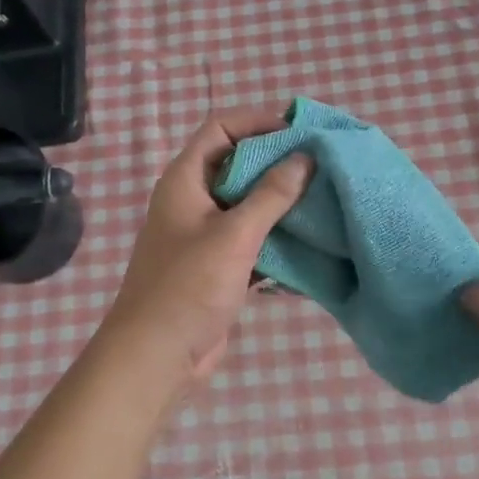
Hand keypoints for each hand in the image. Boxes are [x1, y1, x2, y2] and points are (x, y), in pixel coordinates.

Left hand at [101, 109, 312, 386]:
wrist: (156, 356)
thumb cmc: (189, 286)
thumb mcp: (234, 235)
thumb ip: (271, 195)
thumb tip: (305, 158)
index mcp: (184, 181)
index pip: (220, 129)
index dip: (256, 121)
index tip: (298, 130)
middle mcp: (192, 201)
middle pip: (236, 165)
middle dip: (276, 162)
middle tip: (321, 163)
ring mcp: (203, 235)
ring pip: (246, 205)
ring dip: (280, 202)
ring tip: (323, 198)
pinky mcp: (217, 266)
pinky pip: (250, 240)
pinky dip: (275, 237)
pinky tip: (309, 241)